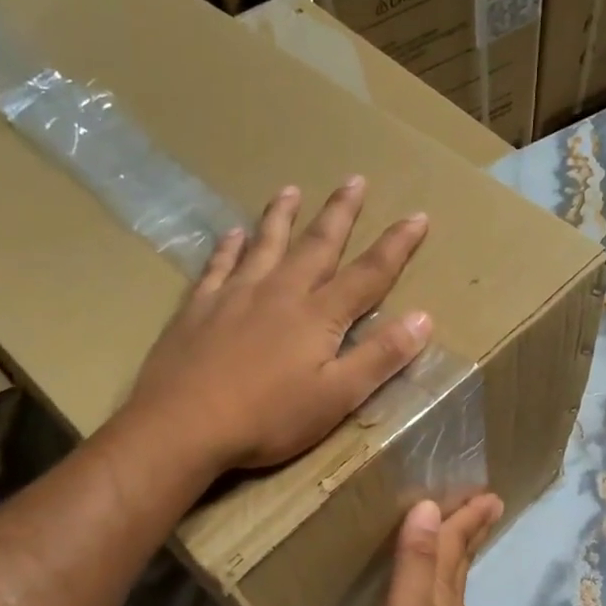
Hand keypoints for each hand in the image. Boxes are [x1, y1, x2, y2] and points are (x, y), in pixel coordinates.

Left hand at [128, 178, 432, 472]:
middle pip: (317, 244)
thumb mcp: (337, 397)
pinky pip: (218, 265)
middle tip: (354, 179)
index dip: (397, 245)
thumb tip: (424, 317)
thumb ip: (380, 357)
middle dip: (340, 212)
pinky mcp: (199, 307)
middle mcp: (280, 292)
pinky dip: (228, 247)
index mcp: (318, 315)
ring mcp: (235, 295)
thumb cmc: (267, 418)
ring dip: (281, 216)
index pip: (369, 273)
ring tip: (290, 189)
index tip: (418, 216)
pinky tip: (232, 234)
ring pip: (265, 244)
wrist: (182, 426)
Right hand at [364, 494, 504, 605]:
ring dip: (457, 553)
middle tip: (487, 504)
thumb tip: (428, 507)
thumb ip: (412, 563)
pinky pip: (439, 603)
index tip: (488, 493)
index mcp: (441, 593)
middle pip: (461, 559)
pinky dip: (439, 583)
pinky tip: (431, 593)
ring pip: (452, 580)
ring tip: (460, 535)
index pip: (454, 543)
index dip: (466, 517)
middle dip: (471, 530)